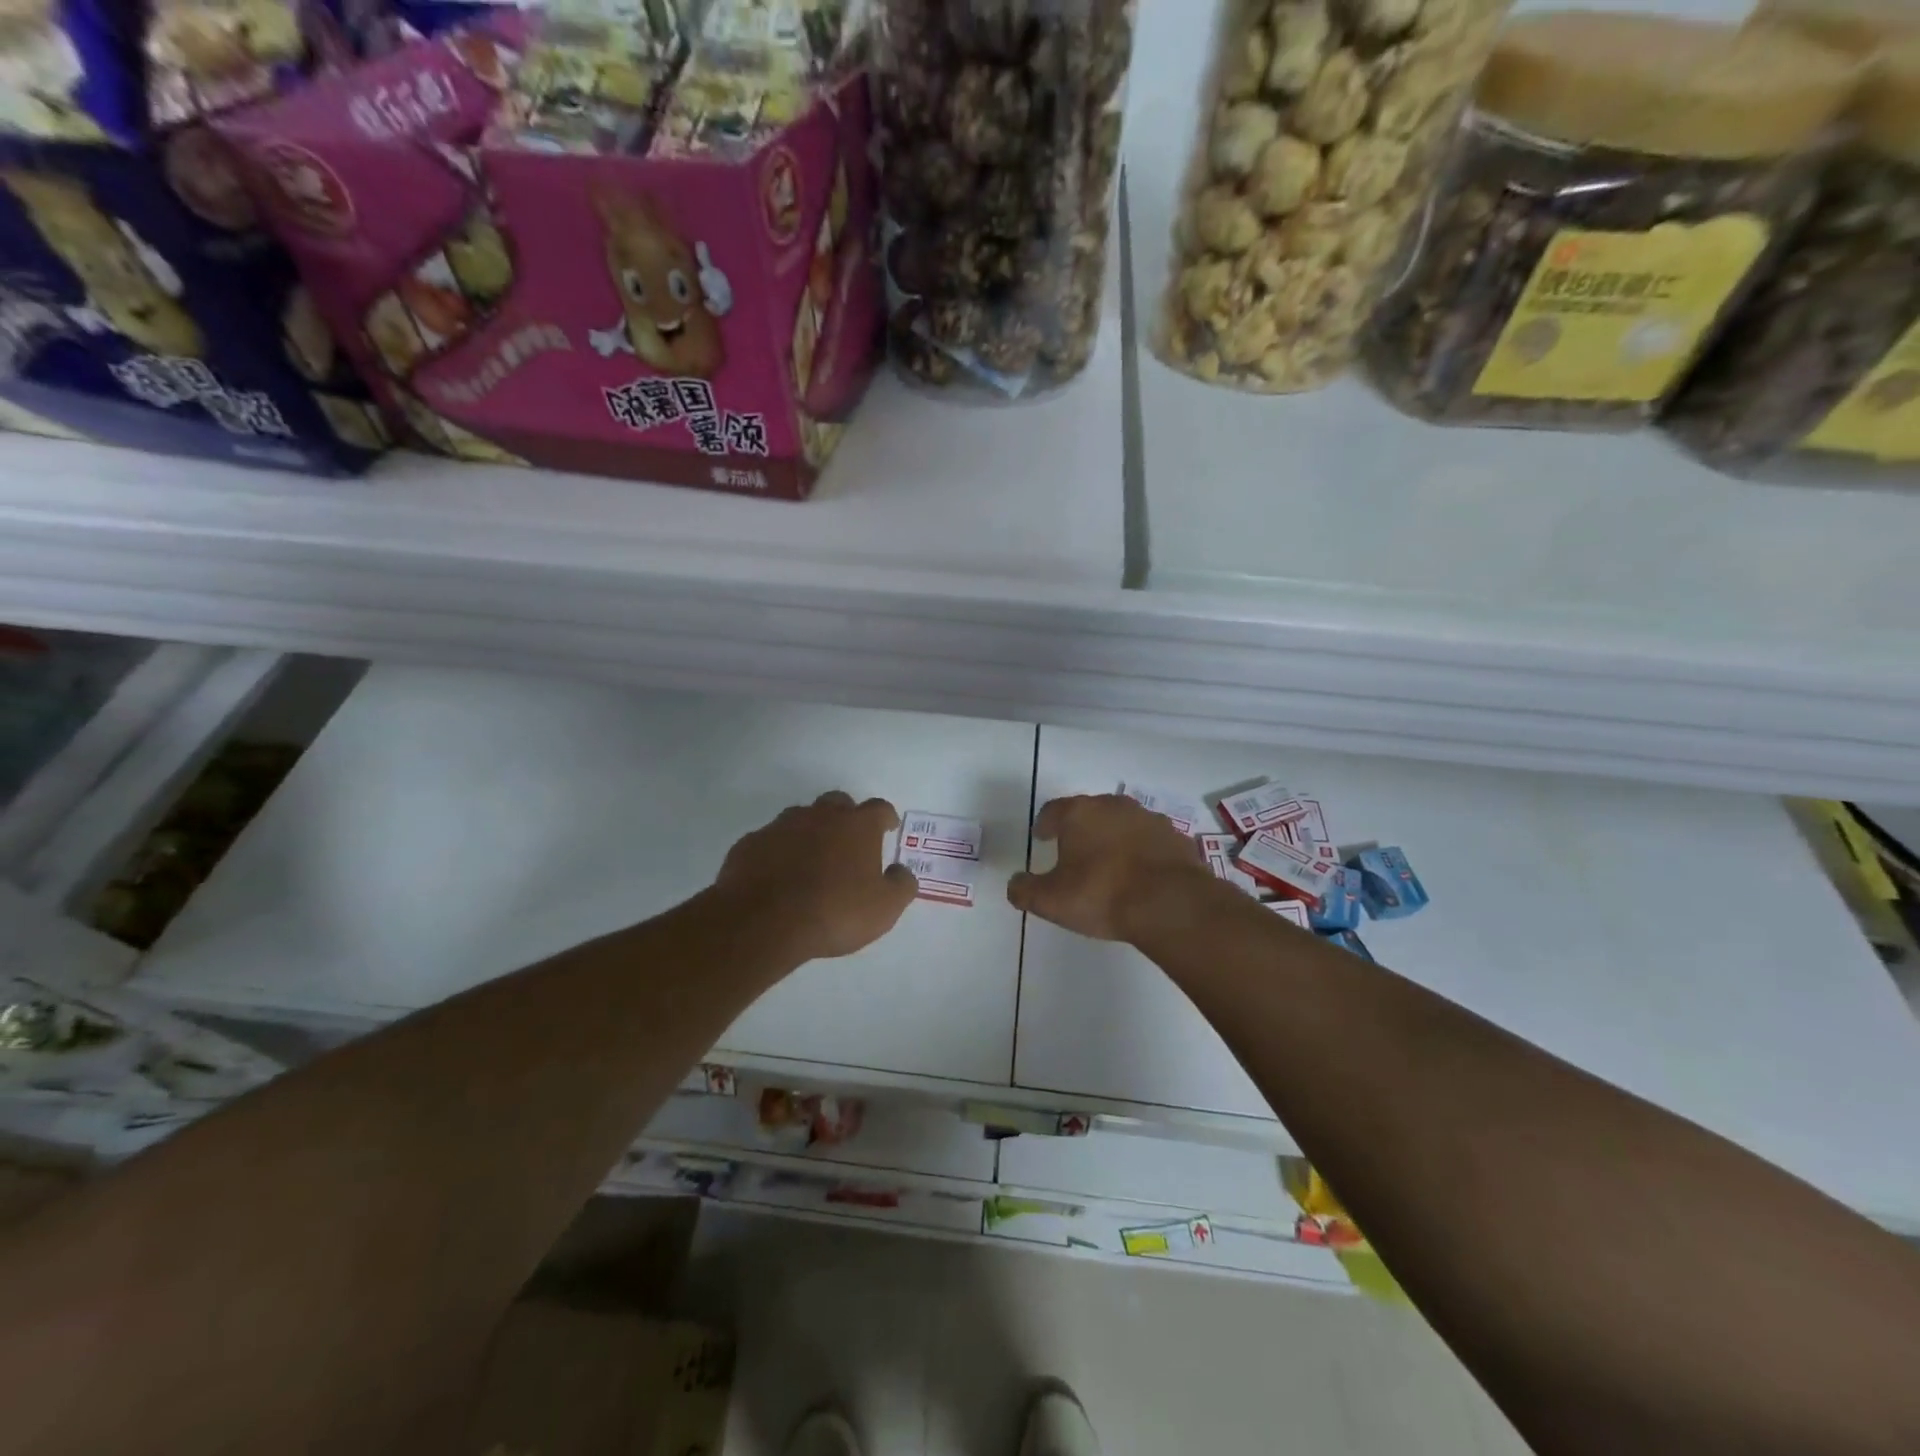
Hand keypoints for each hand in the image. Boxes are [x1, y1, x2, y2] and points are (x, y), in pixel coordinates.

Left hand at [715, 792, 917, 962]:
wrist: (763, 921)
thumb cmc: (834, 911)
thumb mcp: (884, 908)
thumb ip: (901, 886)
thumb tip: (902, 871)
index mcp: (857, 826)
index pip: (879, 808)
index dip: (886, 817)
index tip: (888, 828)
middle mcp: (820, 816)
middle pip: (838, 802)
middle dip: (846, 816)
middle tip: (848, 841)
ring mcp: (781, 826)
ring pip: (801, 817)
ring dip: (810, 831)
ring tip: (811, 859)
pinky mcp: (751, 843)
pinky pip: (770, 841)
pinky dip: (779, 852)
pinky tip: (778, 874)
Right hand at [1008, 794, 1213, 942]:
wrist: (1170, 903)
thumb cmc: (1101, 895)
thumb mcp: (1051, 900)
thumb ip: (1025, 890)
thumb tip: (1014, 884)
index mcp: (1079, 813)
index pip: (1053, 810)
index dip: (1045, 824)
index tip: (1041, 837)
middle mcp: (1113, 806)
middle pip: (1089, 812)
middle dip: (1080, 829)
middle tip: (1073, 851)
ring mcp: (1149, 819)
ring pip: (1122, 824)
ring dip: (1113, 838)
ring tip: (1108, 865)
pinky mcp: (1176, 838)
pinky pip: (1150, 841)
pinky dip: (1142, 852)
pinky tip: (1140, 875)